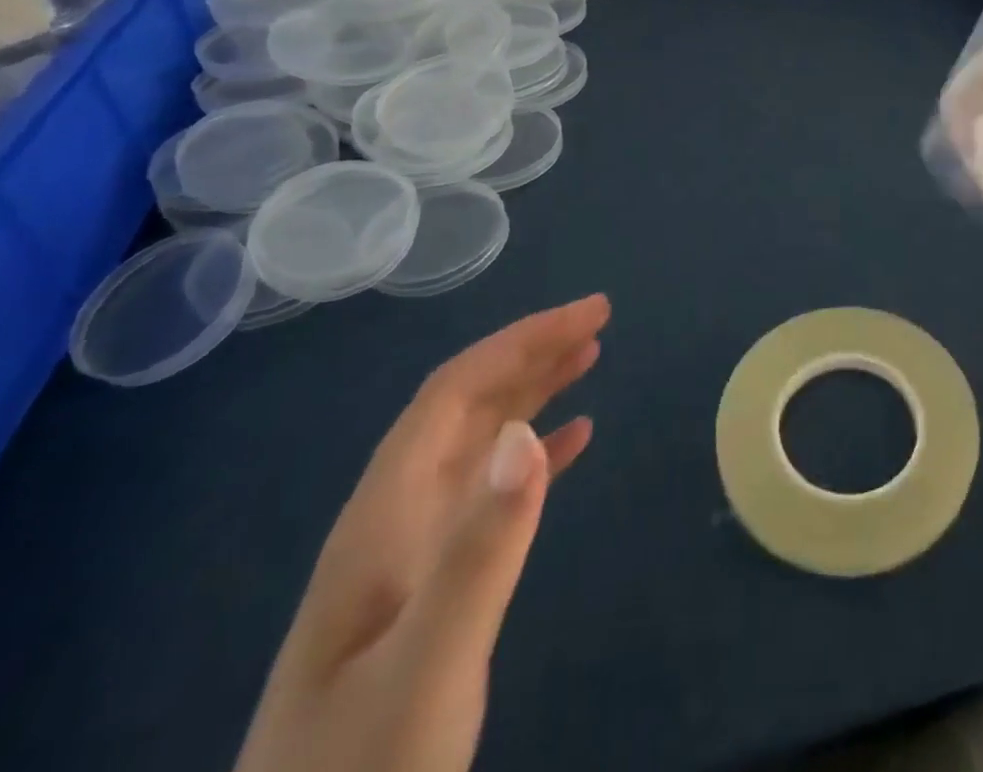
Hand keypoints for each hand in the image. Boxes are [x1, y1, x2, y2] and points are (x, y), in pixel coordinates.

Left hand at [234, 294, 610, 771]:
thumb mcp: (429, 667)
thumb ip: (478, 552)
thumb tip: (525, 434)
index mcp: (384, 516)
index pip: (454, 393)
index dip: (521, 341)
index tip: (589, 315)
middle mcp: (394, 517)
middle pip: (465, 405)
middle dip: (530, 352)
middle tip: (599, 319)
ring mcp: (410, 552)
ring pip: (477, 440)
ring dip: (533, 390)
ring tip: (589, 356)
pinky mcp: (432, 583)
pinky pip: (489, 488)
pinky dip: (534, 450)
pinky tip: (572, 441)